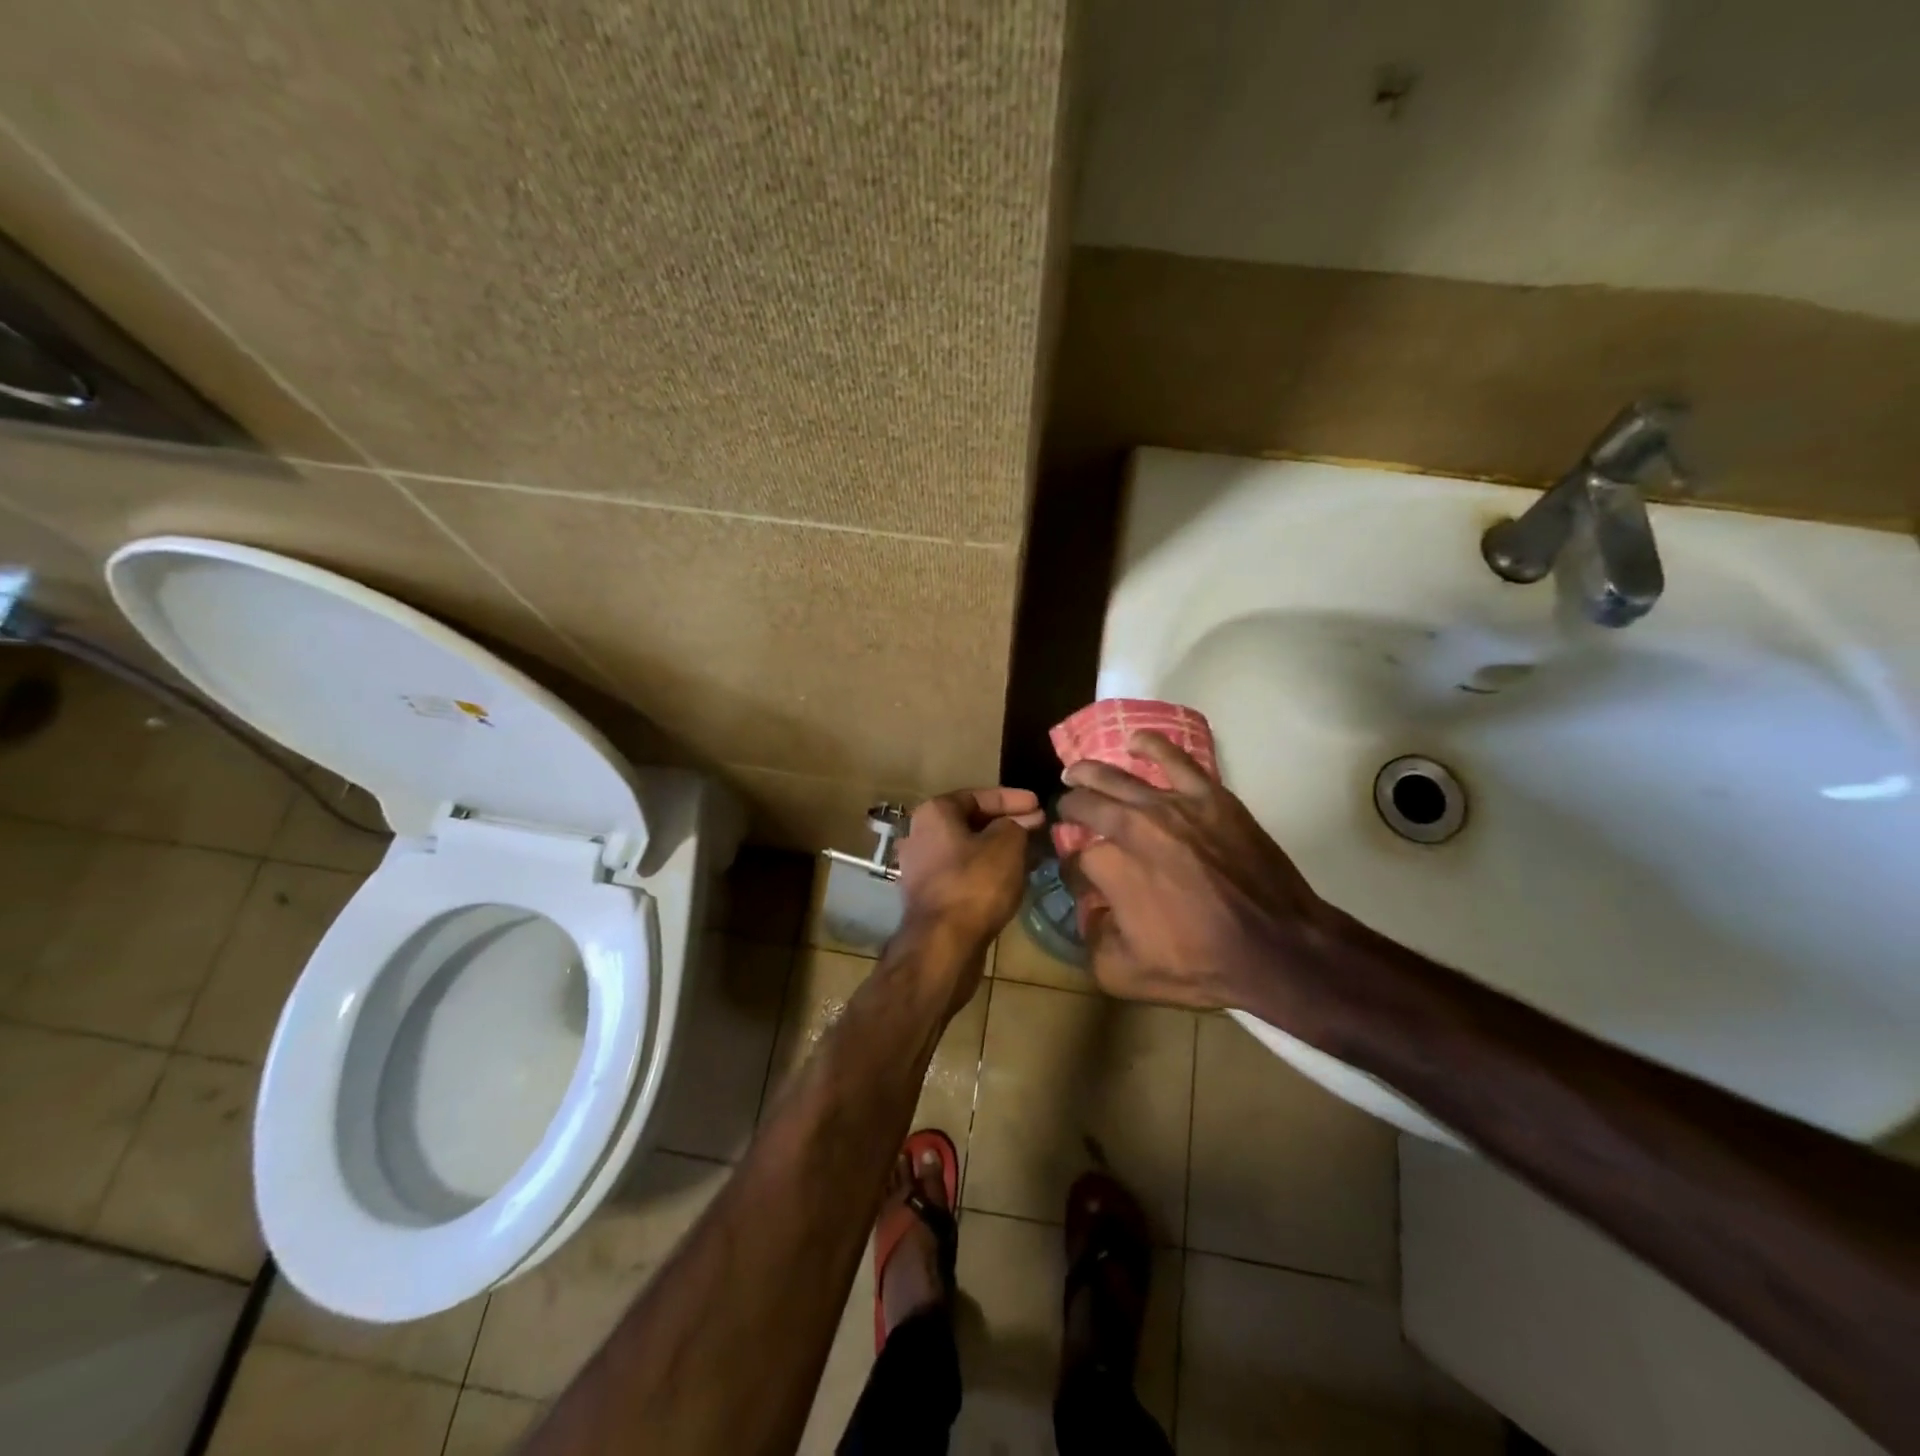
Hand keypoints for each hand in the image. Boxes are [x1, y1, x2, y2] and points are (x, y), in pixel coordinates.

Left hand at [895, 787, 1045, 968]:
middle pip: (971, 822)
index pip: (979, 795)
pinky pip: (962, 873)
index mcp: (934, 812)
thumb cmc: (975, 883)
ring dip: (998, 850)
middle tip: (1038, 828)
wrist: (943, 944)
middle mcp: (919, 834)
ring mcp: (920, 868)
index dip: (1013, 799)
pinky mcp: (928, 897)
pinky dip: (986, 871)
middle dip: (1006, 824)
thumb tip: (1021, 823)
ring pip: (967, 850)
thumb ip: (1017, 825)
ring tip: (1030, 852)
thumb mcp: (1007, 844)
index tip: (1040, 804)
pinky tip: (1011, 878)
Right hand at [1058, 732, 1346, 1022]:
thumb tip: (1087, 914)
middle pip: (1085, 804)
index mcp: (1109, 867)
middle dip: (1069, 808)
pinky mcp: (1209, 796)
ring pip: (1117, 776)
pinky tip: (1136, 742)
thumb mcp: (1125, 974)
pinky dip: (1150, 746)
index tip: (1081, 877)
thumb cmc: (1202, 965)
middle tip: (1066, 812)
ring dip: (1089, 773)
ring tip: (1076, 771)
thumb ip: (1091, 942)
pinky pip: (1173, 758)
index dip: (1073, 868)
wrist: (1278, 948)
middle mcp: (1132, 827)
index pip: (1075, 857)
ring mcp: (1171, 806)